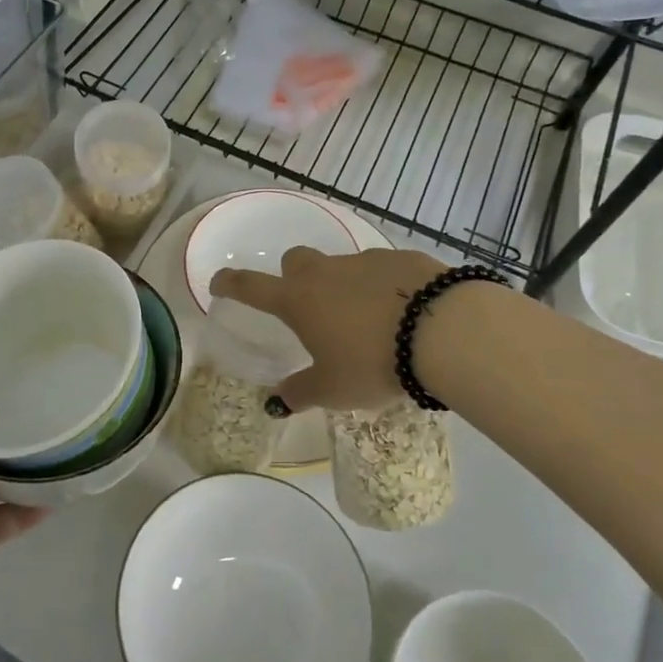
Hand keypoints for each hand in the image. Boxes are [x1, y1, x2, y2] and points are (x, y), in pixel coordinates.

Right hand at [211, 246, 446, 412]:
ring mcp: (365, 261)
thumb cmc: (373, 363)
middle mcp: (326, 273)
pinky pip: (382, 272)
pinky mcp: (403, 259)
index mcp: (299, 301)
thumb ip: (300, 392)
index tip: (219, 282)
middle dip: (293, 277)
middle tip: (309, 309)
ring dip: (344, 288)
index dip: (231, 283)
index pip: (252, 287)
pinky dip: (383, 289)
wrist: (443, 330)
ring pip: (342, 267)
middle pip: (295, 261)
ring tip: (368, 324)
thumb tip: (276, 402)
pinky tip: (403, 315)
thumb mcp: (333, 390)